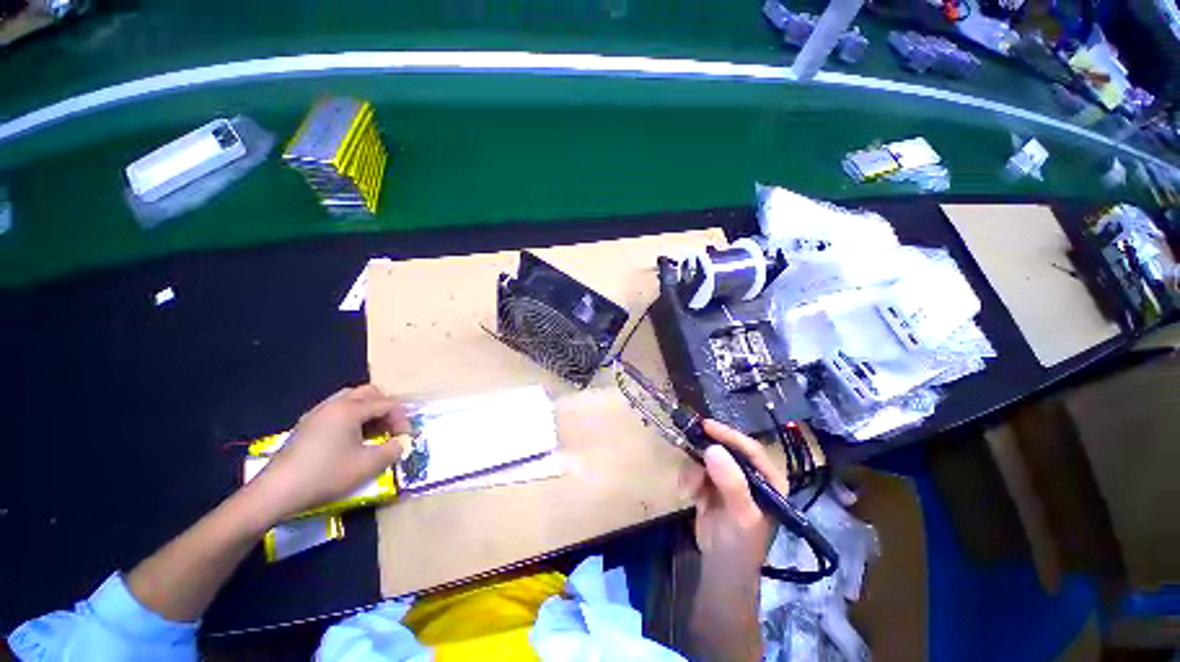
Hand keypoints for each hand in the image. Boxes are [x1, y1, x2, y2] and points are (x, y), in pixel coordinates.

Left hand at [247, 385, 409, 522]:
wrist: (276, 492)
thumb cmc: (325, 475)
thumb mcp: (367, 465)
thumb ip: (392, 450)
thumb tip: (401, 443)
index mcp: (350, 409)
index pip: (386, 404)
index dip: (402, 418)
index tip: (407, 437)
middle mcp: (334, 404)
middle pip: (368, 393)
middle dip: (386, 407)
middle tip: (392, 427)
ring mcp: (317, 414)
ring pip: (351, 399)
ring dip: (368, 411)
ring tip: (374, 431)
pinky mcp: (306, 426)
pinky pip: (336, 410)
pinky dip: (351, 417)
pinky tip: (351, 438)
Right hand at [681, 419, 788, 575]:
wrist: (720, 569)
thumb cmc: (740, 545)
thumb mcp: (741, 516)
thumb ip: (731, 483)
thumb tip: (712, 449)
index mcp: (768, 480)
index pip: (750, 449)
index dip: (729, 436)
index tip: (706, 426)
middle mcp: (750, 475)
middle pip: (726, 449)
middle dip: (705, 452)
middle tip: (688, 446)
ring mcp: (729, 479)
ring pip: (706, 458)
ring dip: (693, 470)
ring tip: (689, 490)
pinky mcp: (711, 484)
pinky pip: (696, 469)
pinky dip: (688, 478)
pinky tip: (688, 494)